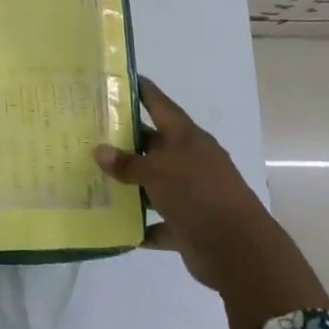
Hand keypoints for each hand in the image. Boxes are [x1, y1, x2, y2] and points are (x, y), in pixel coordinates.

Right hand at [96, 79, 328, 328]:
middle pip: (153, 144)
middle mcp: (189, 160)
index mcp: (186, 137)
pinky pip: (158, 222)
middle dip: (125, 140)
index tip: (118, 78)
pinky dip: (140, 225)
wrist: (237, 250)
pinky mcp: (188, 225)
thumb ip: (128, 163)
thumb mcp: (157, 172)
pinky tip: (115, 225)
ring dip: (129, 183)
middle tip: (91, 133)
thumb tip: (100, 151)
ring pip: (154, 183)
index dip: (141, 90)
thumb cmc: (197, 195)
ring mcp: (190, 193)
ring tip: (94, 177)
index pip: (159, 104)